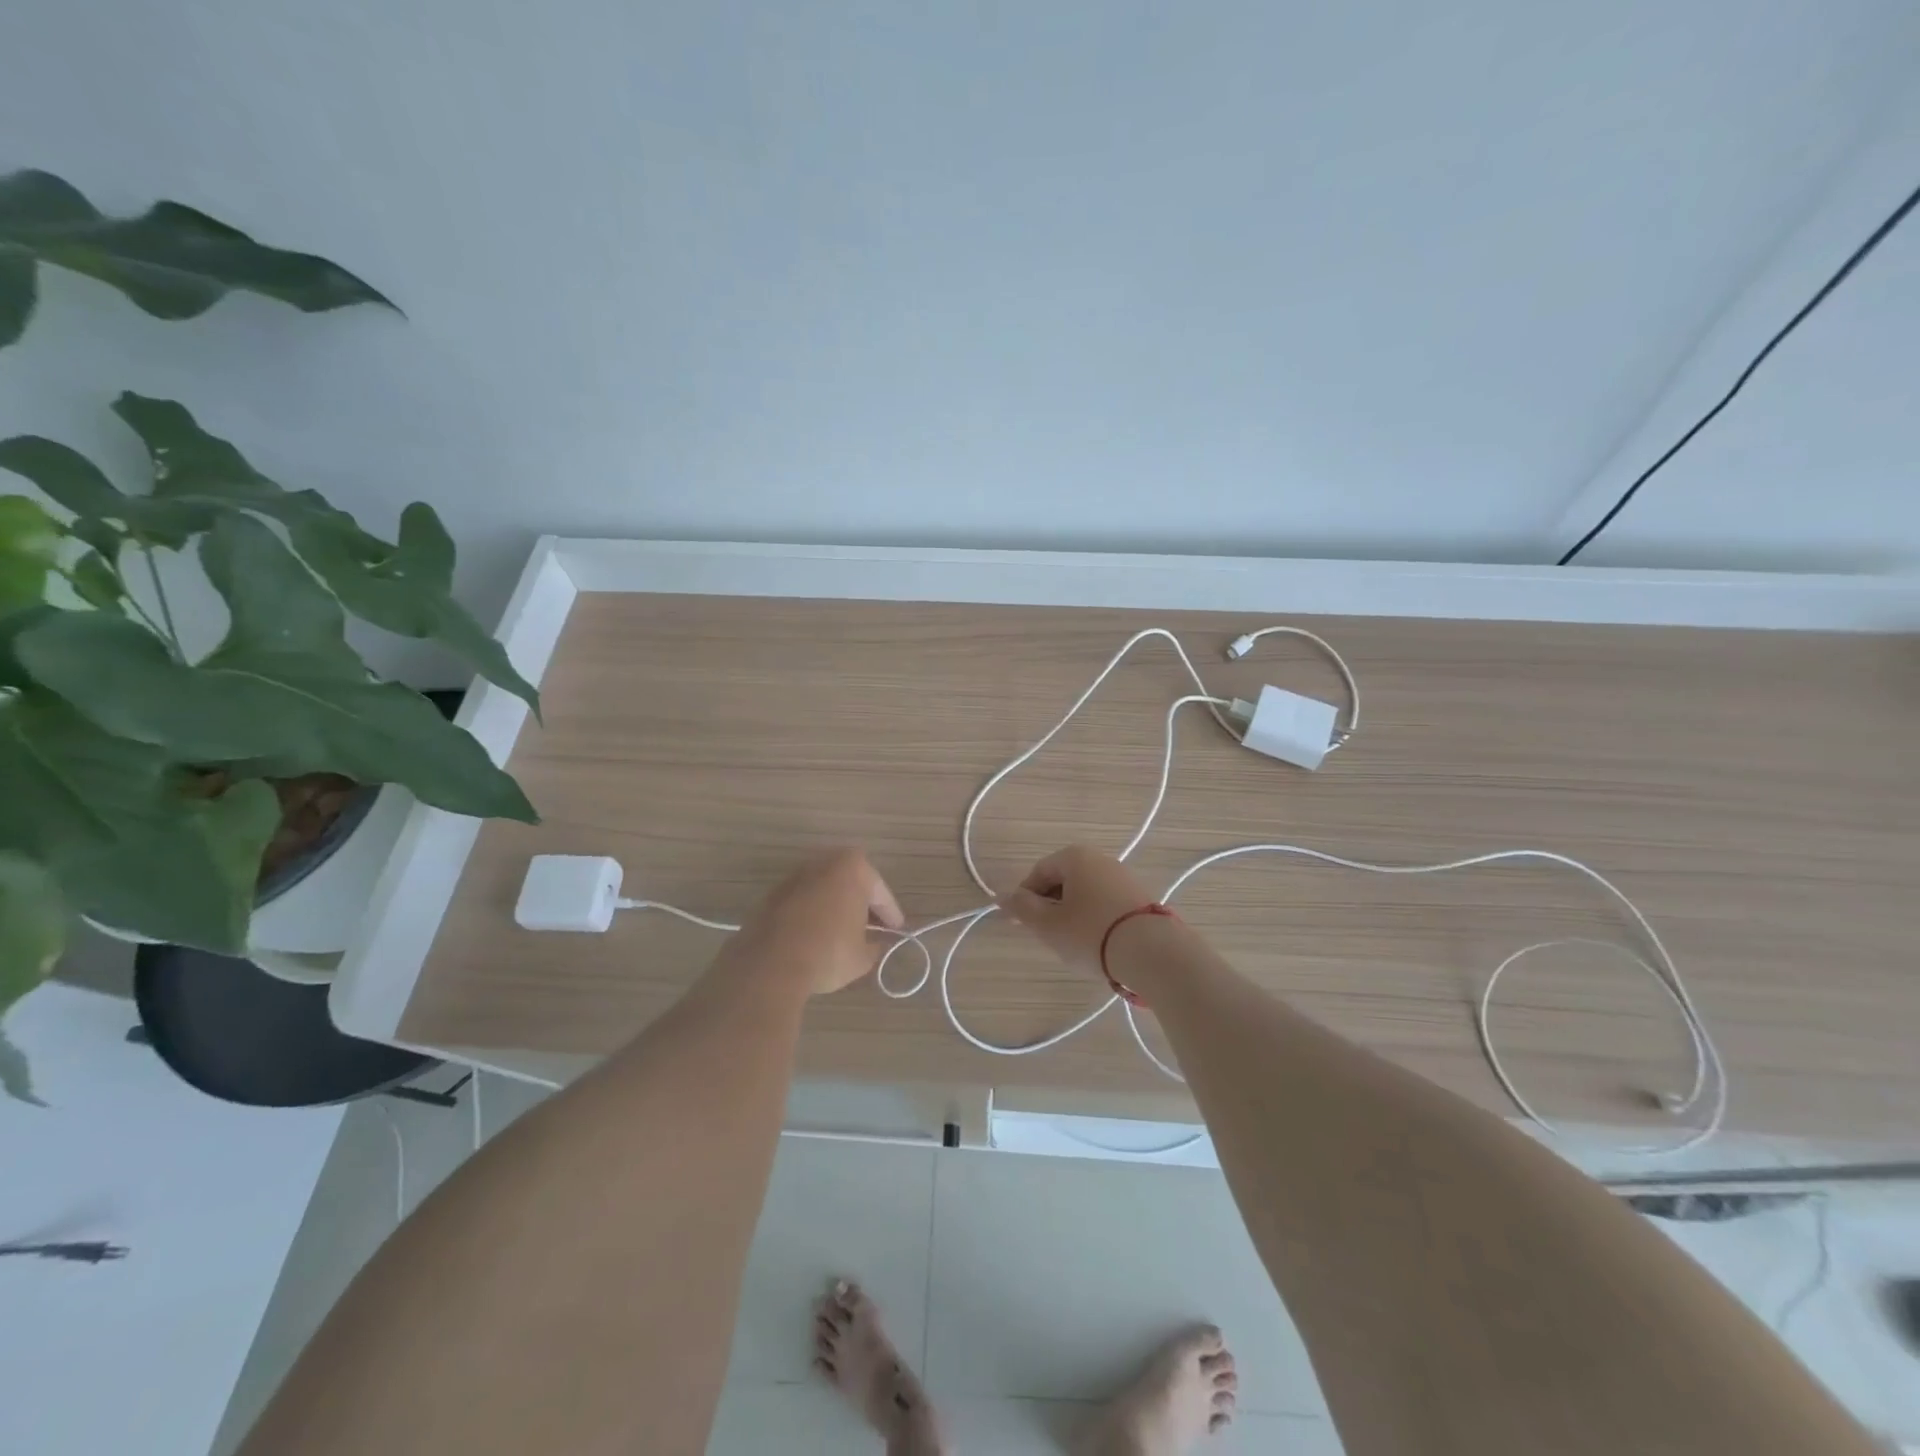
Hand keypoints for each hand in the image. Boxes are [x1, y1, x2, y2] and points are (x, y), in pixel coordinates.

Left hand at [729, 848, 904, 996]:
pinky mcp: (773, 894)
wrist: (772, 963)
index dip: (891, 914)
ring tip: (845, 932)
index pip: (881, 893)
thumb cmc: (829, 952)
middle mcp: (824, 862)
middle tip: (873, 928)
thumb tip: (874, 944)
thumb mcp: (863, 956)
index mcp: (854, 868)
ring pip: (826, 890)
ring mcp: (795, 876)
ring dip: (836, 906)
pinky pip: (804, 901)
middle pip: (852, 884)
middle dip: (862, 904)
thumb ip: (874, 945)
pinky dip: (814, 913)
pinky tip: (818, 935)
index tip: (897, 930)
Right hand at [998, 845, 1156, 968]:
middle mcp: (1101, 859)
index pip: (1039, 872)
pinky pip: (1106, 903)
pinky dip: (1095, 919)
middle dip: (1049, 906)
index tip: (1021, 924)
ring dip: (1072, 914)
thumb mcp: (1048, 925)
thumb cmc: (1091, 934)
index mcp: (1075, 857)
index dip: (1024, 898)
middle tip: (1046, 936)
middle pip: (1063, 880)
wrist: (1153, 953)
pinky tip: (1097, 943)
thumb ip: (1021, 908)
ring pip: (1085, 893)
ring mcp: (1124, 877)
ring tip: (1072, 943)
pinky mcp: (1141, 898)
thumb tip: (1001, 896)